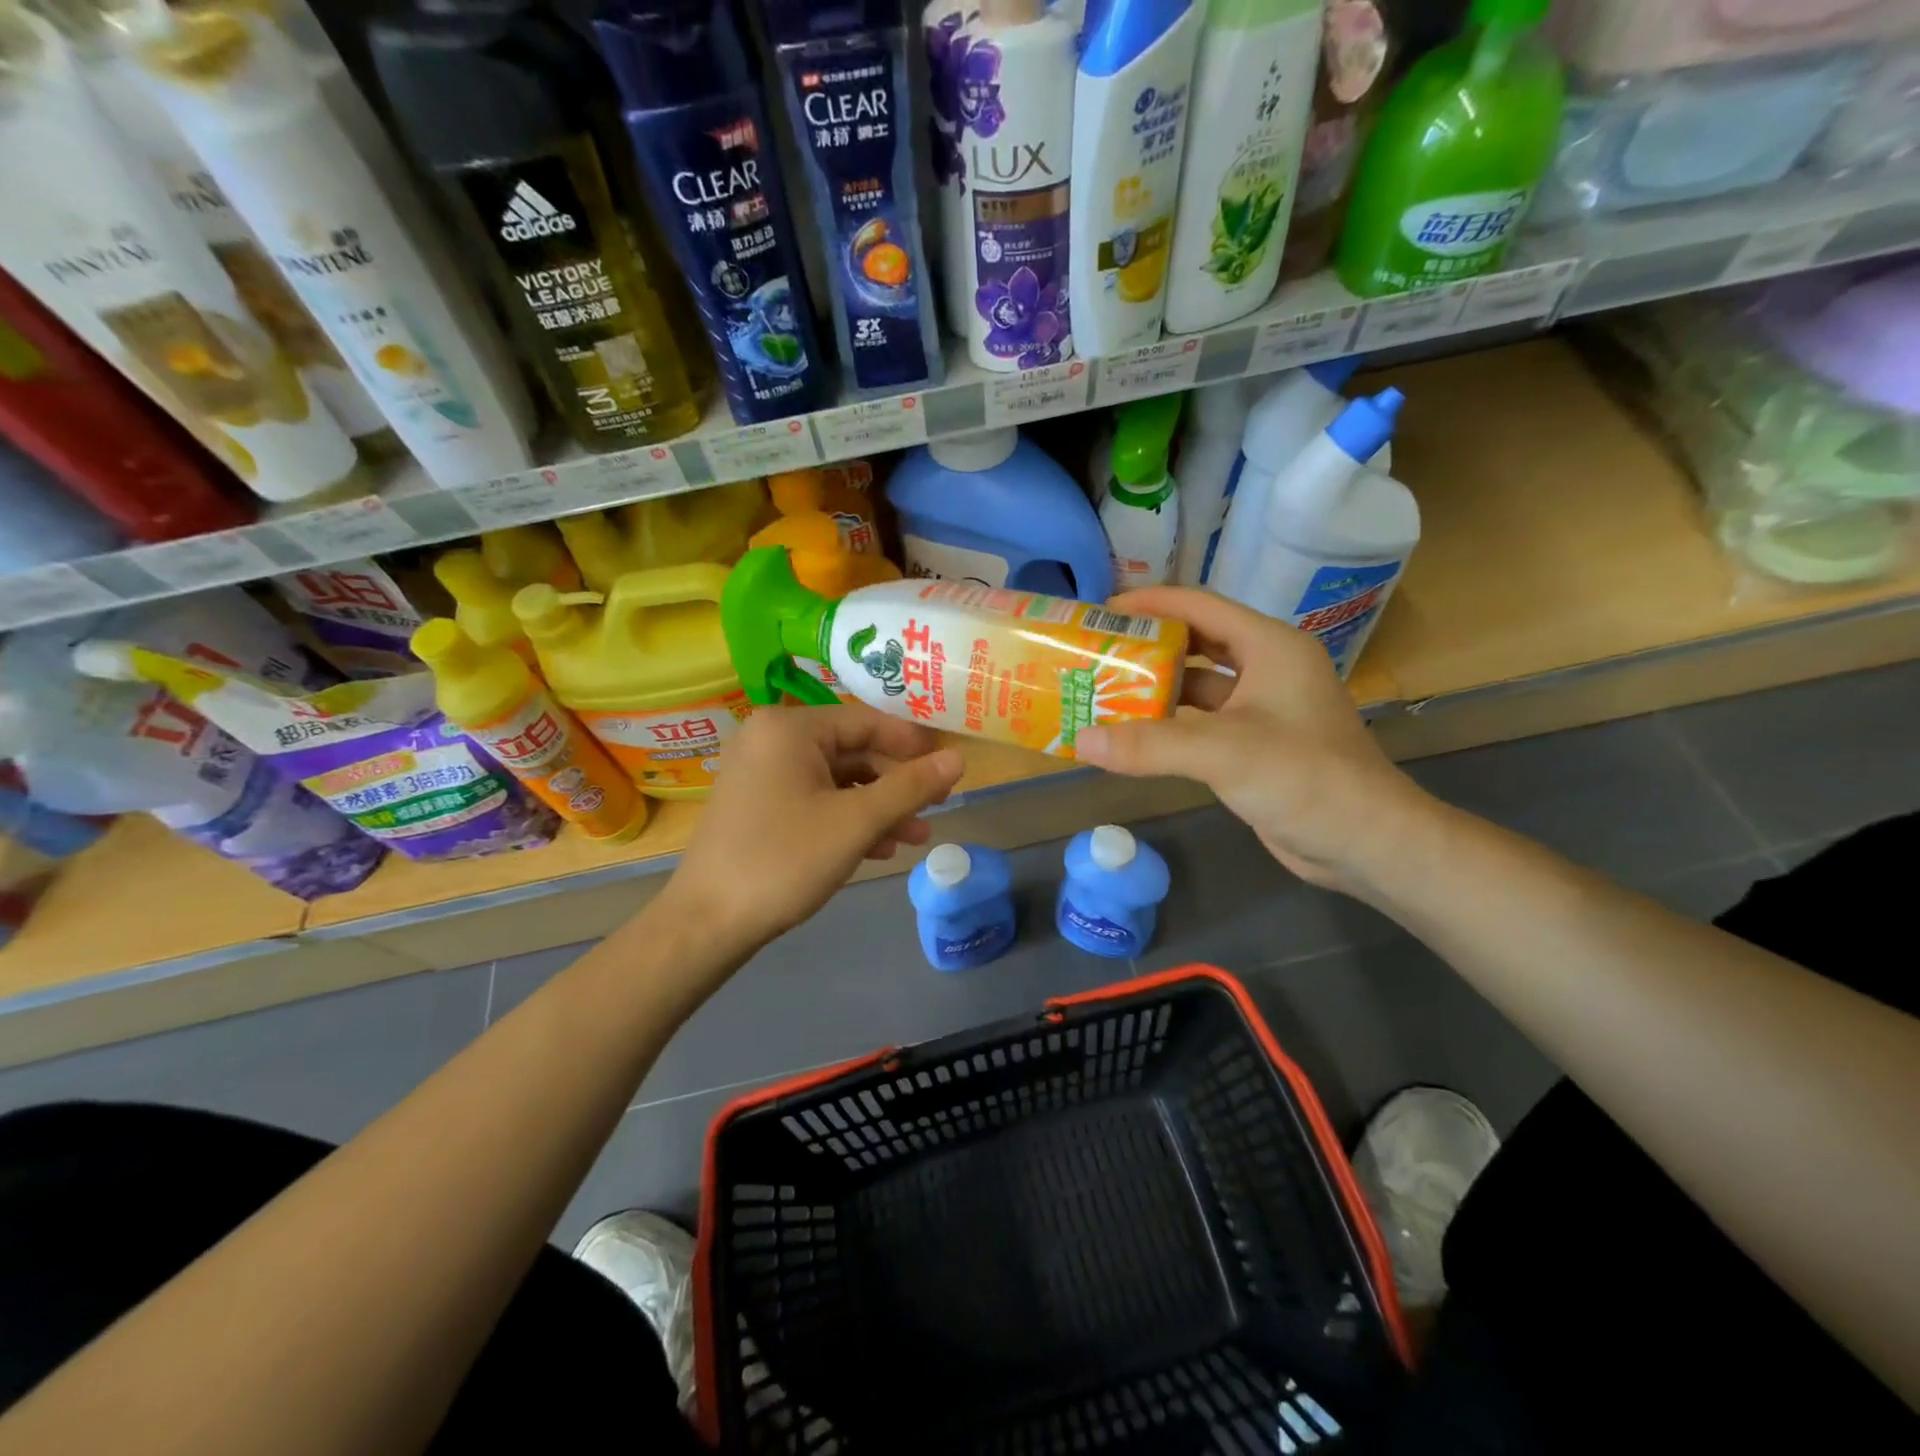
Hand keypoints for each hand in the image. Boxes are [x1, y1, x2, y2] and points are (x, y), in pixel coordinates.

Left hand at [665, 704, 964, 956]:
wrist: (707, 922)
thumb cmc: (784, 860)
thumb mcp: (856, 822)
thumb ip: (910, 787)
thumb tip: (958, 759)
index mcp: (790, 728)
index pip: (868, 721)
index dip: (913, 746)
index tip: (948, 771)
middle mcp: (771, 739)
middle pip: (853, 752)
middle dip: (896, 786)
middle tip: (935, 811)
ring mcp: (760, 772)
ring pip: (836, 780)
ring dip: (877, 808)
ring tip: (913, 839)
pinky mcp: (757, 804)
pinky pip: (814, 799)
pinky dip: (846, 819)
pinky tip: (875, 849)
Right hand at [1074, 587, 1433, 896]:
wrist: (1366, 843)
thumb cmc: (1304, 778)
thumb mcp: (1224, 752)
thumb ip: (1150, 744)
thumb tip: (1081, 740)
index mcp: (1269, 647)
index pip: (1200, 606)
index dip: (1150, 603)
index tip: (1102, 610)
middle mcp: (1266, 669)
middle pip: (1195, 644)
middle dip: (1146, 647)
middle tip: (1096, 654)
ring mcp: (1261, 710)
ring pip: (1196, 688)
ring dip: (1154, 690)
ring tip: (1102, 693)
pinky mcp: (1254, 746)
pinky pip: (1201, 724)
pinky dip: (1168, 727)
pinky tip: (1131, 737)